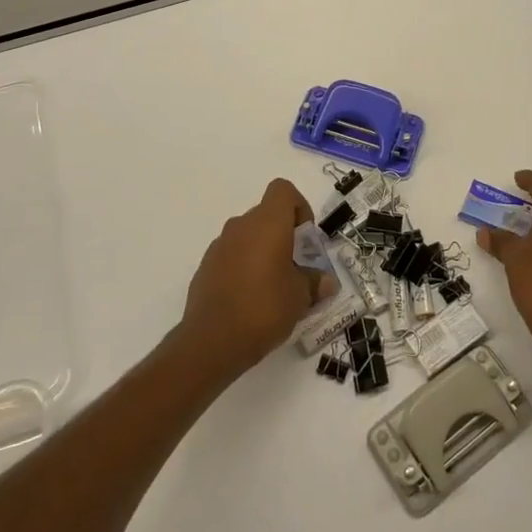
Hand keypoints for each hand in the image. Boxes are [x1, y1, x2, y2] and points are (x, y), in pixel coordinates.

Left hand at [178, 178, 330, 381]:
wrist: (211, 342)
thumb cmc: (264, 308)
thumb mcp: (300, 297)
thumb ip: (314, 283)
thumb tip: (326, 282)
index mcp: (267, 223)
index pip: (283, 190)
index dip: (299, 207)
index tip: (305, 239)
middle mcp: (241, 226)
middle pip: (267, 215)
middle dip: (284, 235)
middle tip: (295, 268)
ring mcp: (219, 246)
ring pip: (248, 236)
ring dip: (263, 252)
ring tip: (273, 288)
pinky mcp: (205, 267)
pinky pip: (231, 256)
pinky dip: (243, 267)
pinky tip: (250, 300)